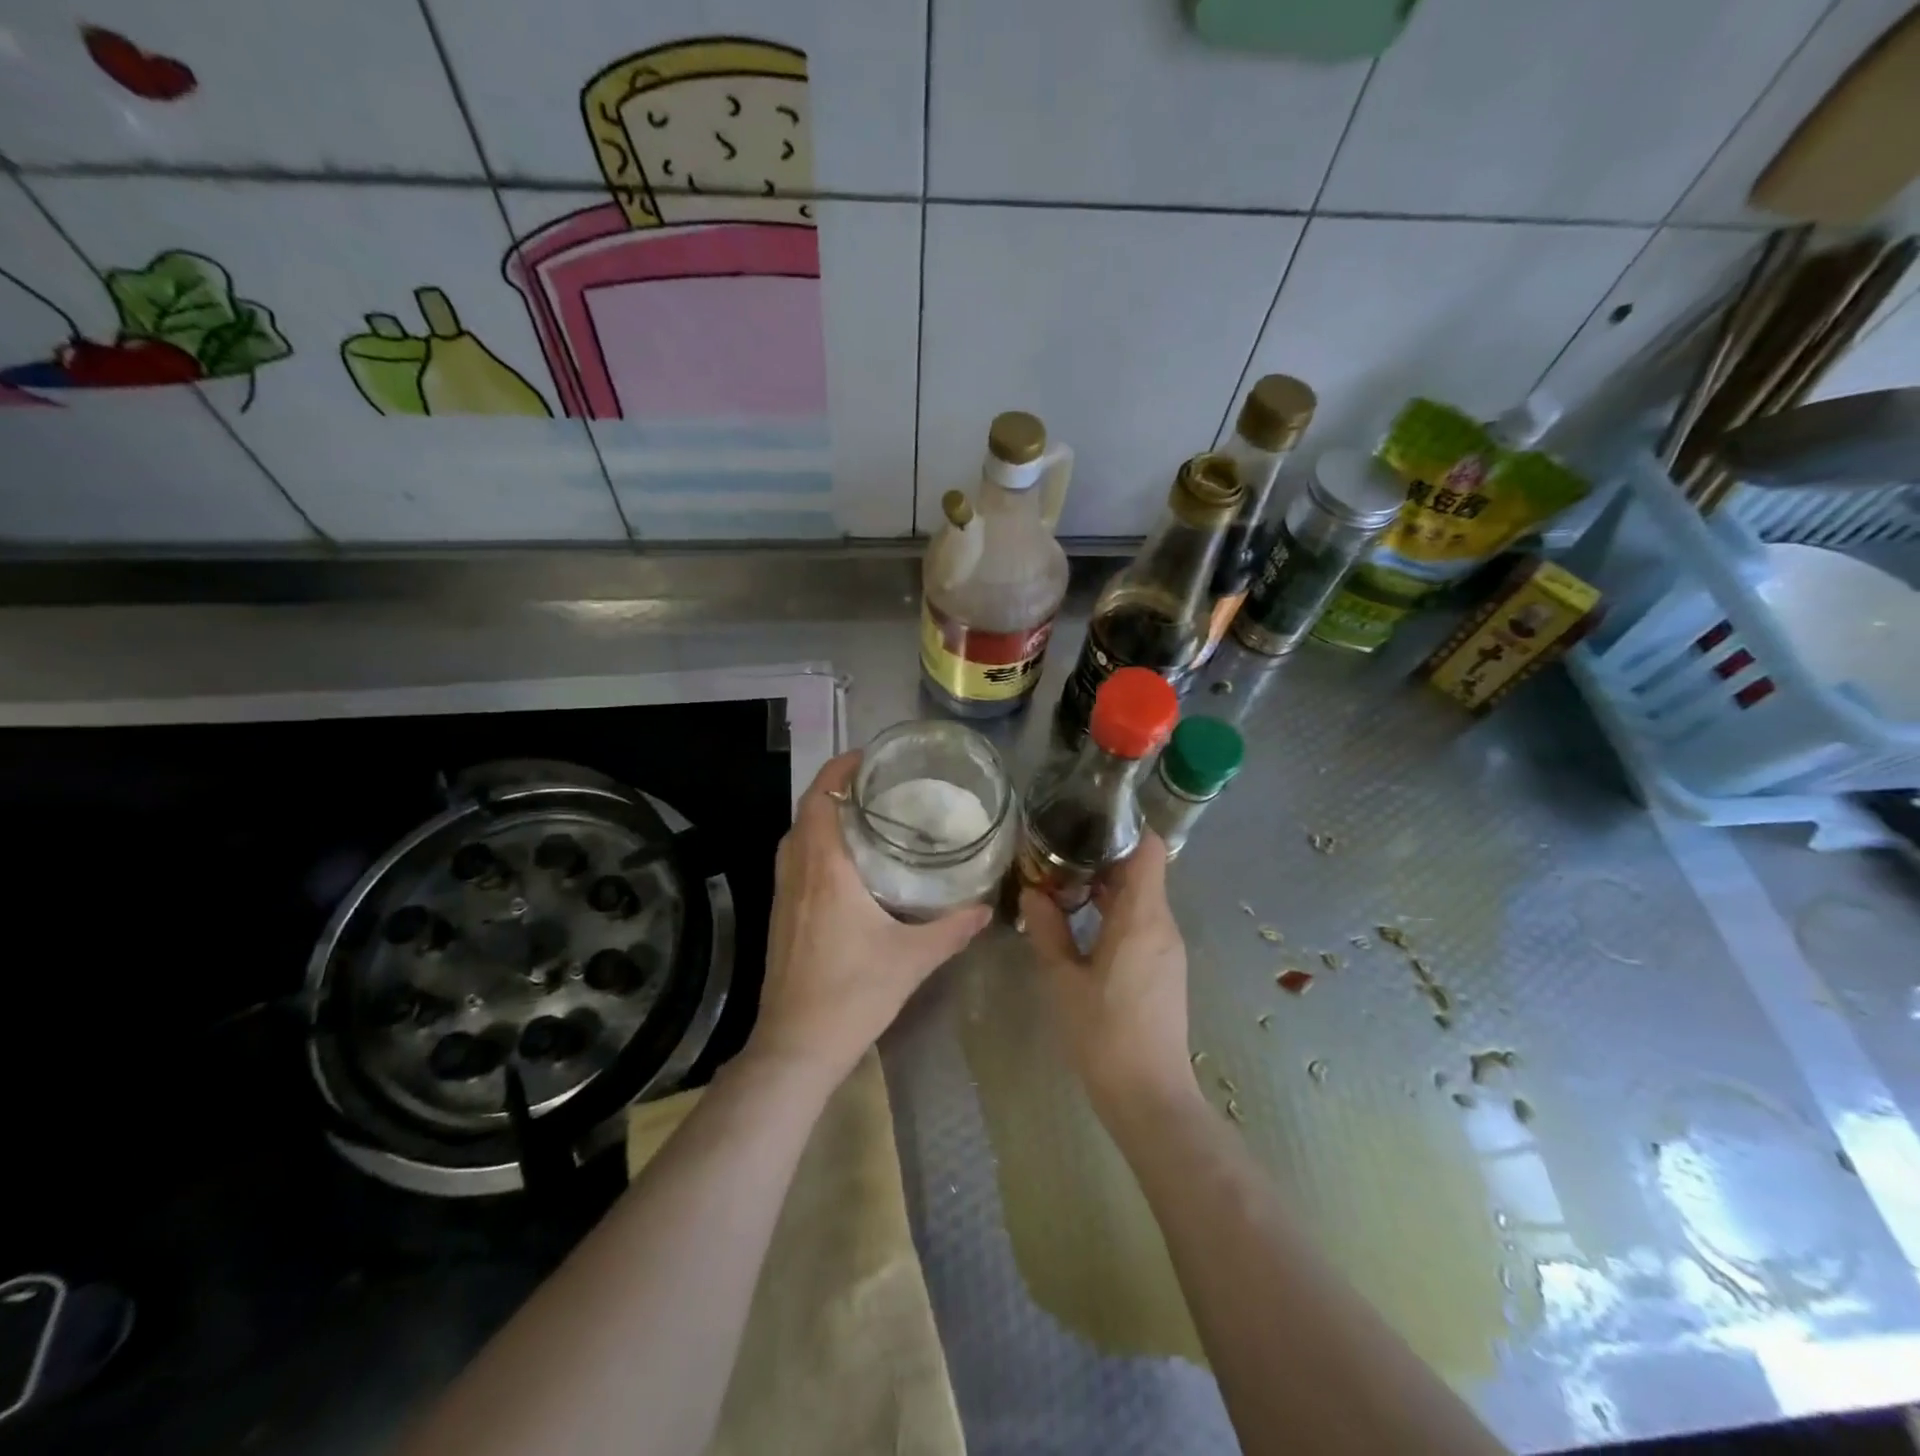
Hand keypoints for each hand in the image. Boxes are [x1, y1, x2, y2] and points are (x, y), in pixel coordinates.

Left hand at [745, 751, 990, 1088]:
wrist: (796, 1046)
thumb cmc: (852, 994)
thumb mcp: (912, 959)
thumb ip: (952, 928)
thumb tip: (985, 907)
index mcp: (826, 869)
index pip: (821, 797)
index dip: (840, 769)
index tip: (870, 758)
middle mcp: (798, 871)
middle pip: (808, 809)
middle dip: (837, 787)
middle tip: (879, 784)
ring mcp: (783, 893)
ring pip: (797, 834)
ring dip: (824, 814)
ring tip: (866, 814)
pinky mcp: (780, 913)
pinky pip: (795, 859)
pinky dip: (816, 842)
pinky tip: (847, 863)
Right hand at [1020, 834, 1195, 1114]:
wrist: (1150, 1095)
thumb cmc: (1104, 1033)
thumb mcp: (1063, 979)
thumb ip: (1047, 928)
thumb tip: (1032, 891)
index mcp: (1142, 917)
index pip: (1150, 849)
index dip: (1126, 826)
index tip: (1089, 816)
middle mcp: (1163, 923)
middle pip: (1142, 870)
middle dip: (1104, 855)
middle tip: (1060, 849)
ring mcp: (1168, 947)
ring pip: (1142, 897)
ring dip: (1108, 886)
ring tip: (1064, 881)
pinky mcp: (1165, 967)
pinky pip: (1144, 921)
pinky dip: (1117, 911)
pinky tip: (1083, 921)